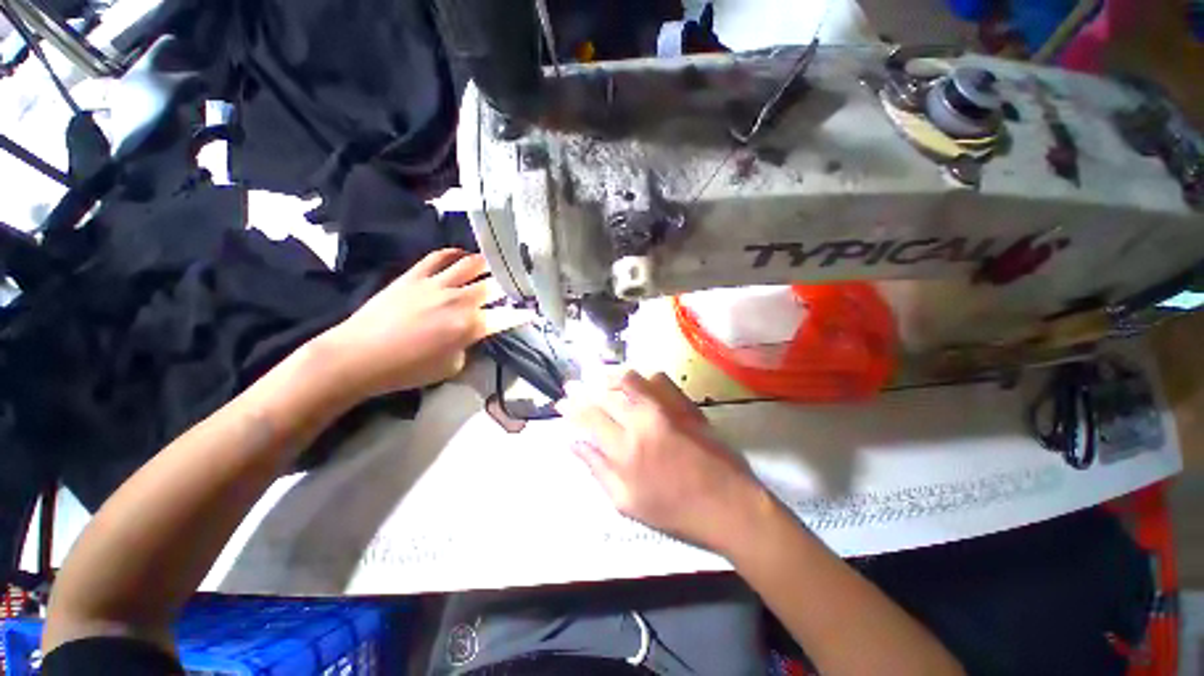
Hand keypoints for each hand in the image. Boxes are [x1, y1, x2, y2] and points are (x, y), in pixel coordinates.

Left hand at [316, 249, 524, 399]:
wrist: (359, 356)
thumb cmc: (407, 369)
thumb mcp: (451, 367)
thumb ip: (468, 346)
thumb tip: (471, 333)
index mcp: (470, 326)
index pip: (507, 317)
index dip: (523, 314)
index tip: (533, 312)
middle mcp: (459, 300)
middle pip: (493, 286)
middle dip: (509, 285)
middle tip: (516, 284)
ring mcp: (437, 284)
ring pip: (471, 265)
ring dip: (487, 265)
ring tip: (494, 264)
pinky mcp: (415, 276)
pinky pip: (439, 257)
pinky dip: (454, 254)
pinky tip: (461, 255)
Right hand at [556, 371, 774, 554]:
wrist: (728, 504)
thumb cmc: (675, 511)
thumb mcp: (627, 503)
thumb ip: (597, 469)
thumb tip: (574, 444)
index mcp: (624, 450)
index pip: (589, 418)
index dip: (571, 407)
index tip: (562, 401)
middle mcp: (642, 421)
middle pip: (605, 395)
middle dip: (583, 387)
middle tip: (572, 383)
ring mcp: (666, 409)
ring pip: (630, 379)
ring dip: (610, 376)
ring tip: (599, 377)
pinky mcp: (685, 404)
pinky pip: (660, 379)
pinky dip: (643, 377)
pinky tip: (637, 382)